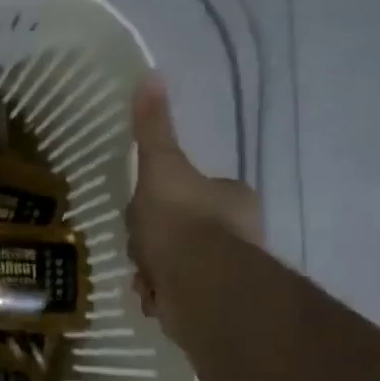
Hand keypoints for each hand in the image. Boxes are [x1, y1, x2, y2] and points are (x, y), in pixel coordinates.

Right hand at [126, 74, 262, 338]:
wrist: (200, 285)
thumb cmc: (181, 220)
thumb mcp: (160, 167)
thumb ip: (153, 129)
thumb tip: (151, 75)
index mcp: (232, 198)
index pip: (195, 192)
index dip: (165, 200)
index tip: (145, 210)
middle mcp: (239, 234)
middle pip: (183, 230)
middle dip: (156, 240)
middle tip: (140, 245)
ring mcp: (228, 272)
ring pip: (177, 264)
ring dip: (155, 270)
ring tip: (145, 275)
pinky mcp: (216, 305)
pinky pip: (178, 295)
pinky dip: (162, 295)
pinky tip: (152, 295)